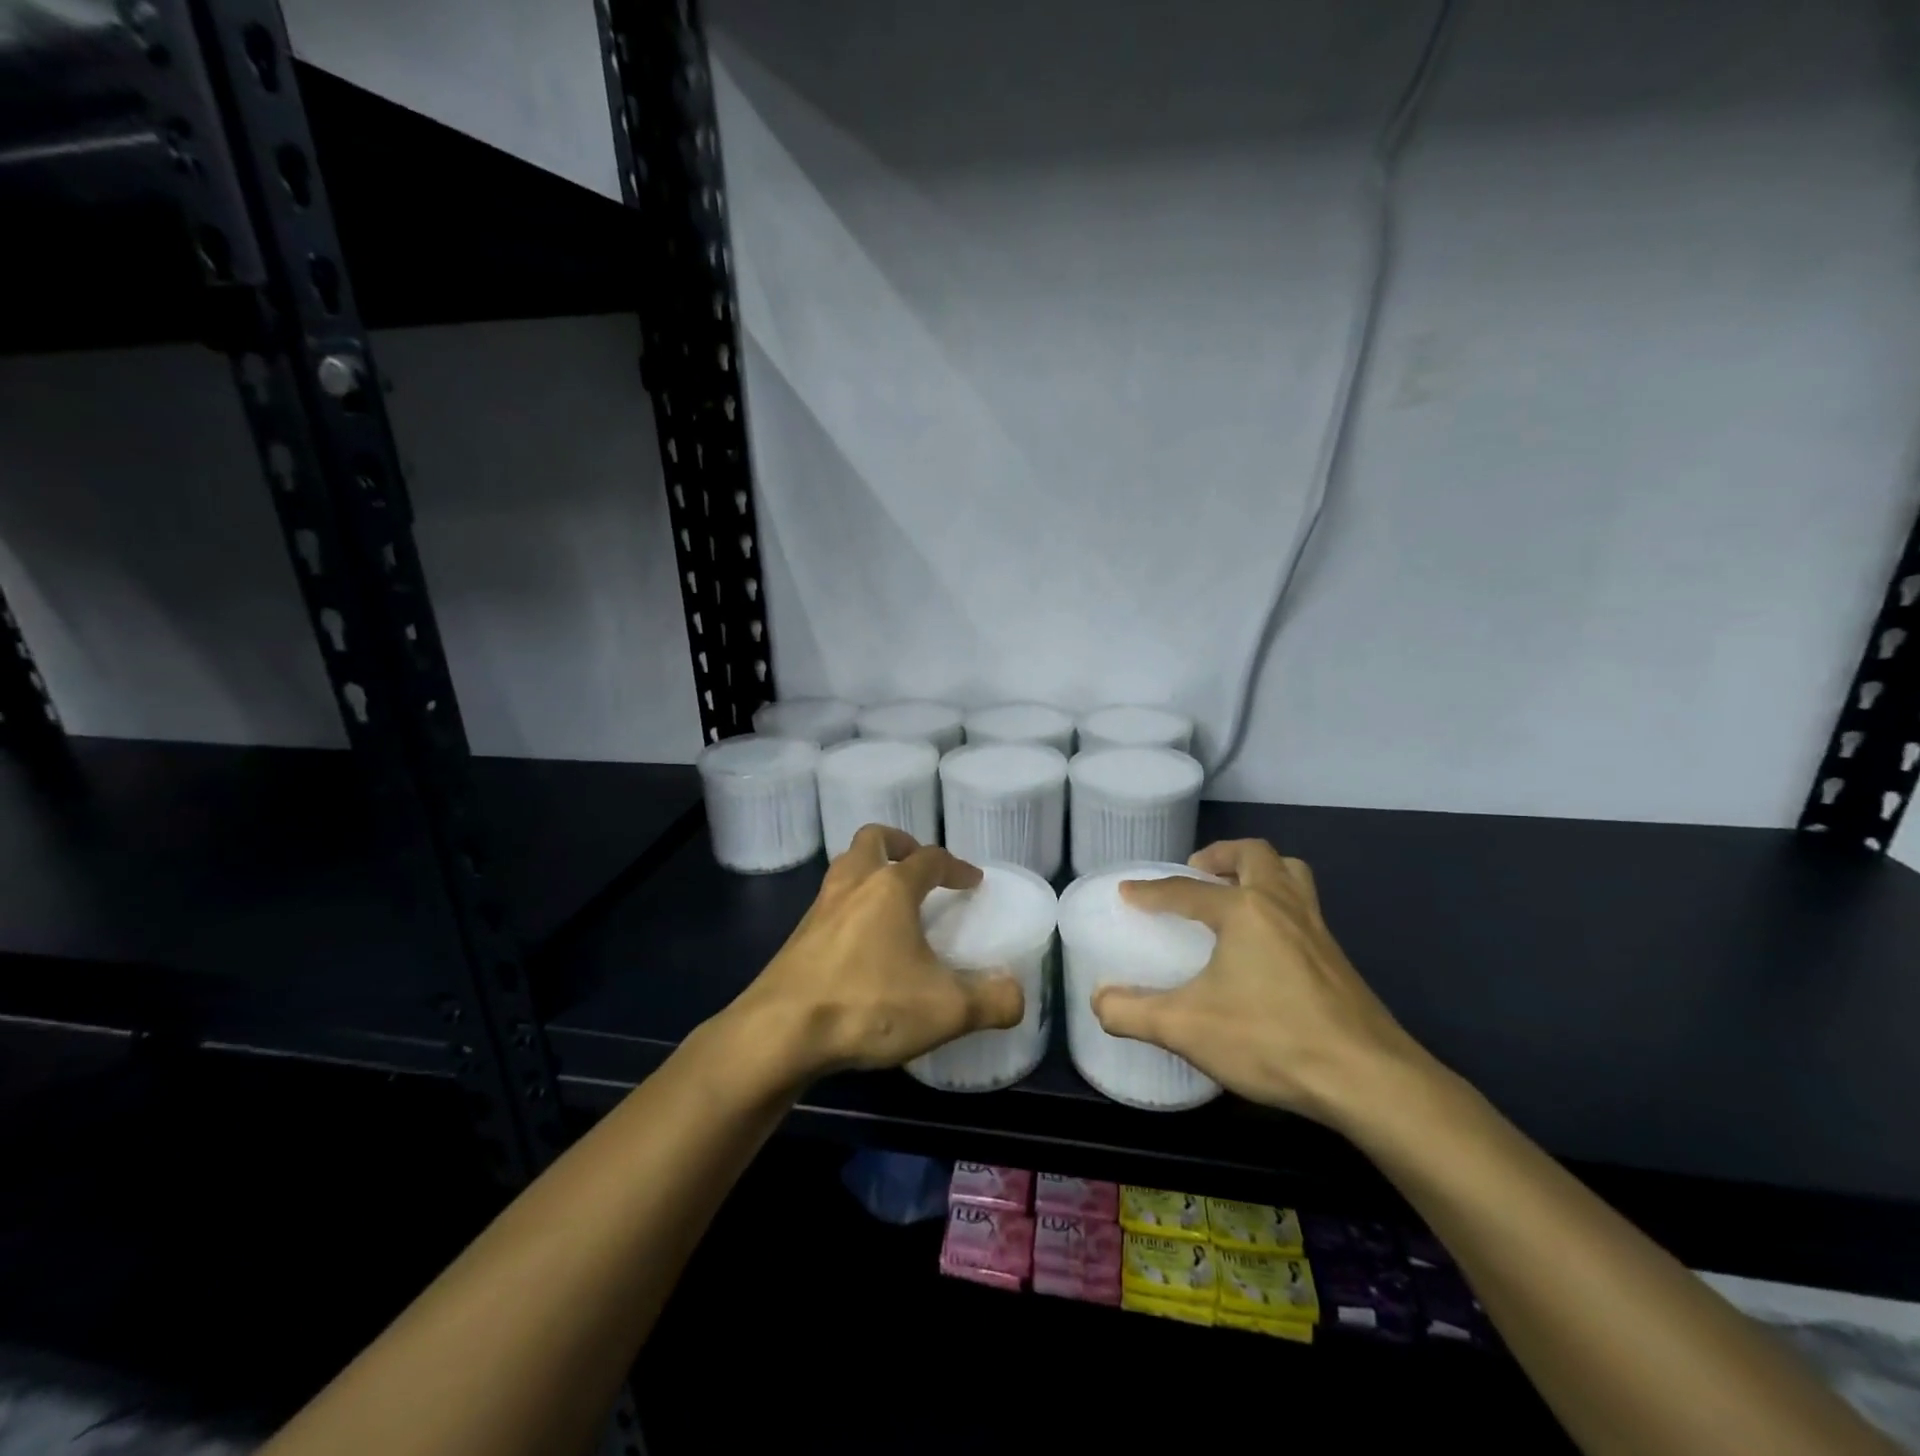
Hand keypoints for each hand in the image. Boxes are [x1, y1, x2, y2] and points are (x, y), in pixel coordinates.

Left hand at [728, 825, 1023, 1085]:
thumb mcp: (945, 1010)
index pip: (930, 858)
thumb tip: (1016, 994)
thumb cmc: (867, 1005)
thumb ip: (992, 1001)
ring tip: (890, 901)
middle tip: (919, 866)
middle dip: (900, 844)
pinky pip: (829, 904)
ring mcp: (818, 909)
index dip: (956, 866)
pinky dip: (850, 907)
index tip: (972, 881)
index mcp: (891, 888)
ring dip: (869, 872)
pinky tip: (860, 944)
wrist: (779, 1034)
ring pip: (844, 868)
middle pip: (873, 839)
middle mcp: (852, 886)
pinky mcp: (797, 938)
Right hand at [1092, 839, 1430, 1128]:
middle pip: (1254, 855)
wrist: (1368, 1079)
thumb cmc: (1271, 1039)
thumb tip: (1098, 1001)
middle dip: (1220, 855)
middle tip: (1196, 875)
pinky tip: (1266, 944)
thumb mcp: (1187, 1029)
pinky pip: (1305, 907)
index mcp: (1244, 910)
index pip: (1186, 889)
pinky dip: (1279, 904)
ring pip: (1291, 874)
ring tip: (1234, 894)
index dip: (1151, 891)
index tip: (1127, 892)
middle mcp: (1282, 905)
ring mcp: (1317, 929)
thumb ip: (1133, 1013)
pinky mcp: (1338, 957)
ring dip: (1260, 871)